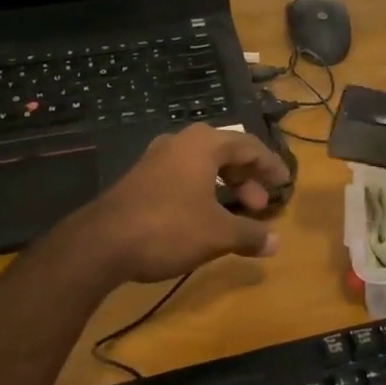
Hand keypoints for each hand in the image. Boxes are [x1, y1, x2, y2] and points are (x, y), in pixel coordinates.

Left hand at [67, 124, 290, 284]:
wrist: (101, 243)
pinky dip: (203, 190)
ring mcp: (157, 158)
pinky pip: (184, 175)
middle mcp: (181, 142)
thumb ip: (250, 234)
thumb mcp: (217, 234)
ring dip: (225, 186)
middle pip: (226, 152)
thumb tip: (277, 242)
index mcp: (205, 144)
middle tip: (259, 205)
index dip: (271, 165)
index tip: (285, 182)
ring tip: (236, 213)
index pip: (250, 146)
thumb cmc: (169, 228)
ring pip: (203, 164)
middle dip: (247, 178)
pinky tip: (204, 216)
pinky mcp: (141, 177)